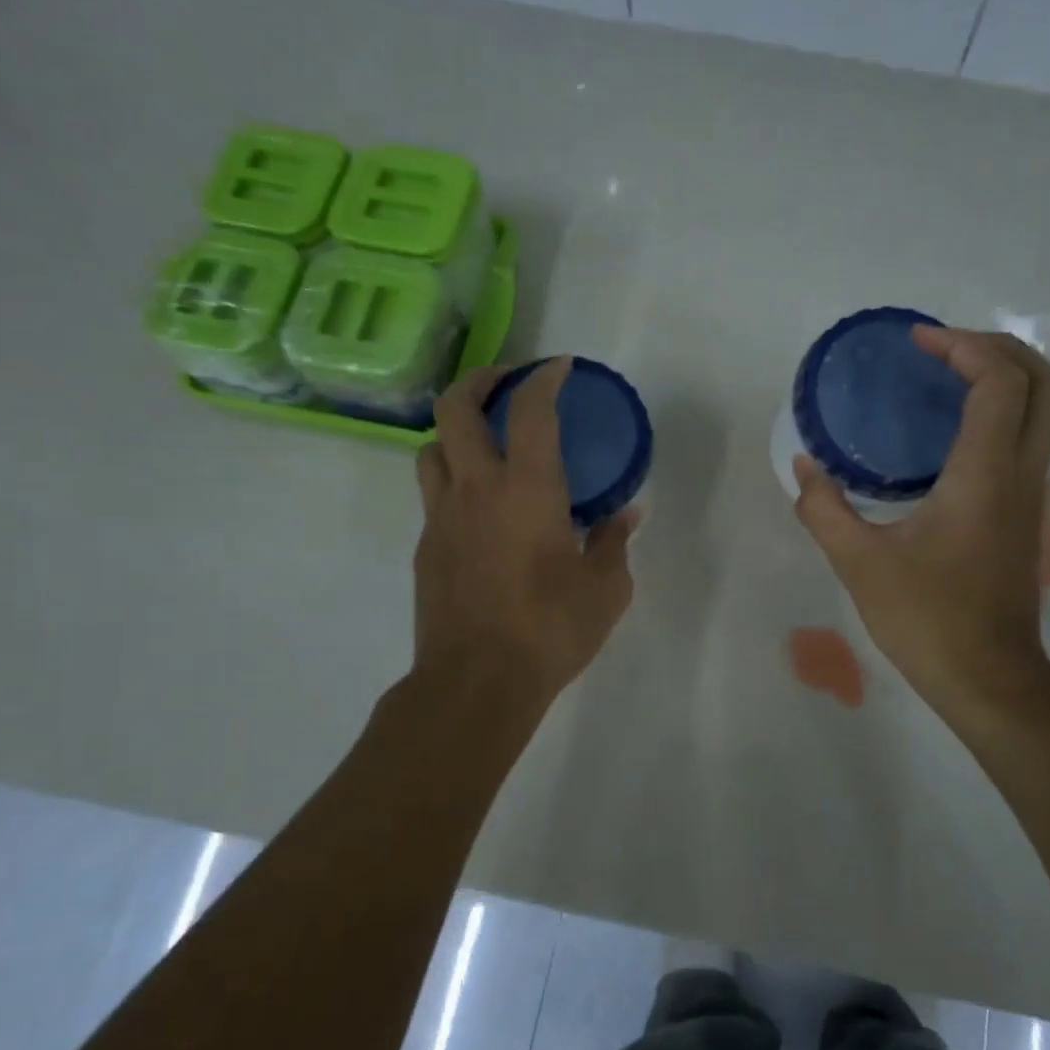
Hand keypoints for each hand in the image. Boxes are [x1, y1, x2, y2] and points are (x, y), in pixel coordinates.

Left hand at [413, 360, 636, 704]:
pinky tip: (481, 514)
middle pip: (455, 408)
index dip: (545, 378)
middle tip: (507, 383)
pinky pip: (433, 498)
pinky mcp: (425, 550)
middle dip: (480, 380)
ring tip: (484, 445)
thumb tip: (624, 515)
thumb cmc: (551, 628)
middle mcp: (475, 489)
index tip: (560, 367)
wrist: (476, 682)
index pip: (531, 410)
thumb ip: (613, 542)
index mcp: (526, 489)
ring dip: (454, 432)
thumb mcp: (606, 588)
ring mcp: (441, 518)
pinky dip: (454, 485)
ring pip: (431, 449)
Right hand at [792, 327, 1049, 725]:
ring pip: (1046, 408)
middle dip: (998, 347)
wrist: (988, 677)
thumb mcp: (859, 564)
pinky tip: (948, 431)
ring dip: (1005, 375)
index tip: (917, 343)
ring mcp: (1030, 493)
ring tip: (945, 376)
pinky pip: (1028, 436)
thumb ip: (824, 509)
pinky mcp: (1025, 513)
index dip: (963, 346)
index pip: (1000, 382)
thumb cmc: (927, 619)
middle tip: (942, 348)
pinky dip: (1001, 410)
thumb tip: (803, 468)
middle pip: (1046, 381)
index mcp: (984, 476)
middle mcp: (1020, 473)